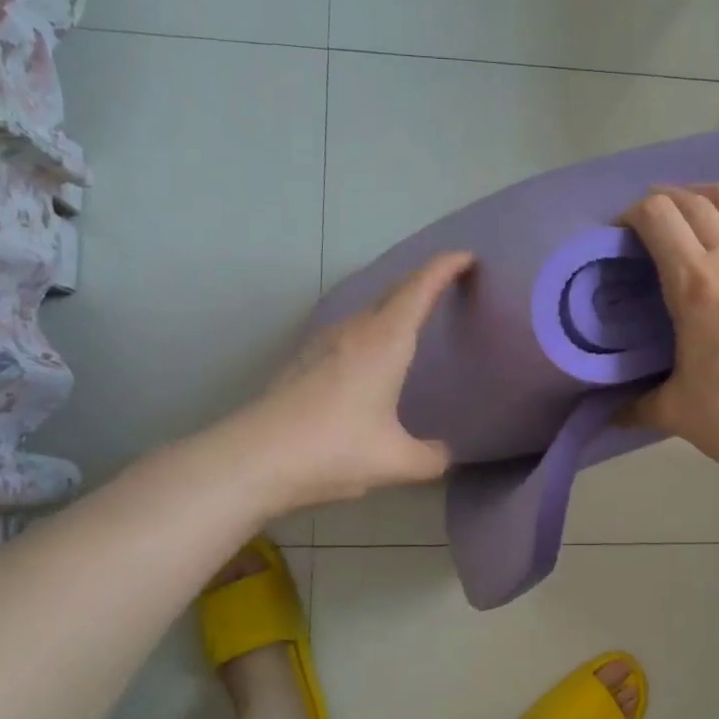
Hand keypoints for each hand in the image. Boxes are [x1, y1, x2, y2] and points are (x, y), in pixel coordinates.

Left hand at [234, 251, 474, 512]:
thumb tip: (443, 454)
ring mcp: (323, 342)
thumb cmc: (332, 450)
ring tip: (414, 318)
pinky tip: (370, 355)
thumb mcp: (395, 462)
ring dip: (394, 305)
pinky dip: (372, 328)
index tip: (466, 256)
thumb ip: (430, 458)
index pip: (419, 289)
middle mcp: (354, 331)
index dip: (444, 267)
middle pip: (394, 292)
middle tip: (448, 283)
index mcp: (384, 342)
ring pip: (368, 310)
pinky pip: (350, 329)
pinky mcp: (303, 360)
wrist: (252, 459)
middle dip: (423, 281)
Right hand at [622, 185, 718, 497]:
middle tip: (644, 223)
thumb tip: (610, 413)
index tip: (618, 235)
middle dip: (662, 200)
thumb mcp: (675, 411)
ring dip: (707, 195)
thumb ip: (635, 404)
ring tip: (690, 207)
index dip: (631, 214)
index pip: (659, 216)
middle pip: (694, 202)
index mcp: (698, 285)